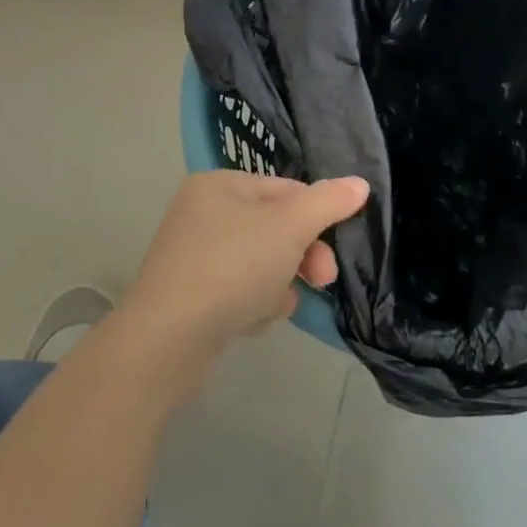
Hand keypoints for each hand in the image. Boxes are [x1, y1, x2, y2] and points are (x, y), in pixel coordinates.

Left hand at [114, 170, 369, 394]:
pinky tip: (250, 321)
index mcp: (220, 185)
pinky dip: (255, 303)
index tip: (337, 247)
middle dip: (303, 256)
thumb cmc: (231, 268)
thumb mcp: (290, 227)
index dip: (318, 217)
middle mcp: (204, 213)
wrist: (166, 342)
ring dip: (280, 284)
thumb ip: (328, 202)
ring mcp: (196, 256)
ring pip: (264, 263)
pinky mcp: (193, 295)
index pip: (288, 189)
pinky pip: (242, 290)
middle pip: (277, 227)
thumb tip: (359, 183)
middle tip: (322, 280)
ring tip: (272, 305)